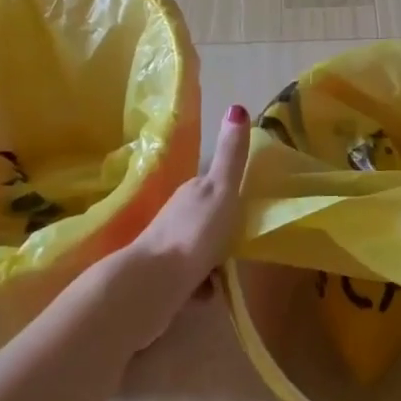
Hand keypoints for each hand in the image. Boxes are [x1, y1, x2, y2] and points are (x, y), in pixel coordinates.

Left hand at [129, 103, 250, 305]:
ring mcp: (166, 246)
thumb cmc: (194, 232)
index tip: (248, 207)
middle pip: (208, 217)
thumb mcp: (221, 188)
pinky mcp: (162, 278)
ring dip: (213, 260)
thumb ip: (231, 154)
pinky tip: (207, 294)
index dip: (231, 194)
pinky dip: (200, 285)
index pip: (215, 185)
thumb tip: (237, 106)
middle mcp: (176, 214)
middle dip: (224, 230)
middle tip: (243, 243)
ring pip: (199, 248)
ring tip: (228, 272)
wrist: (152, 284)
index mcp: (192, 190)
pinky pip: (190, 278)